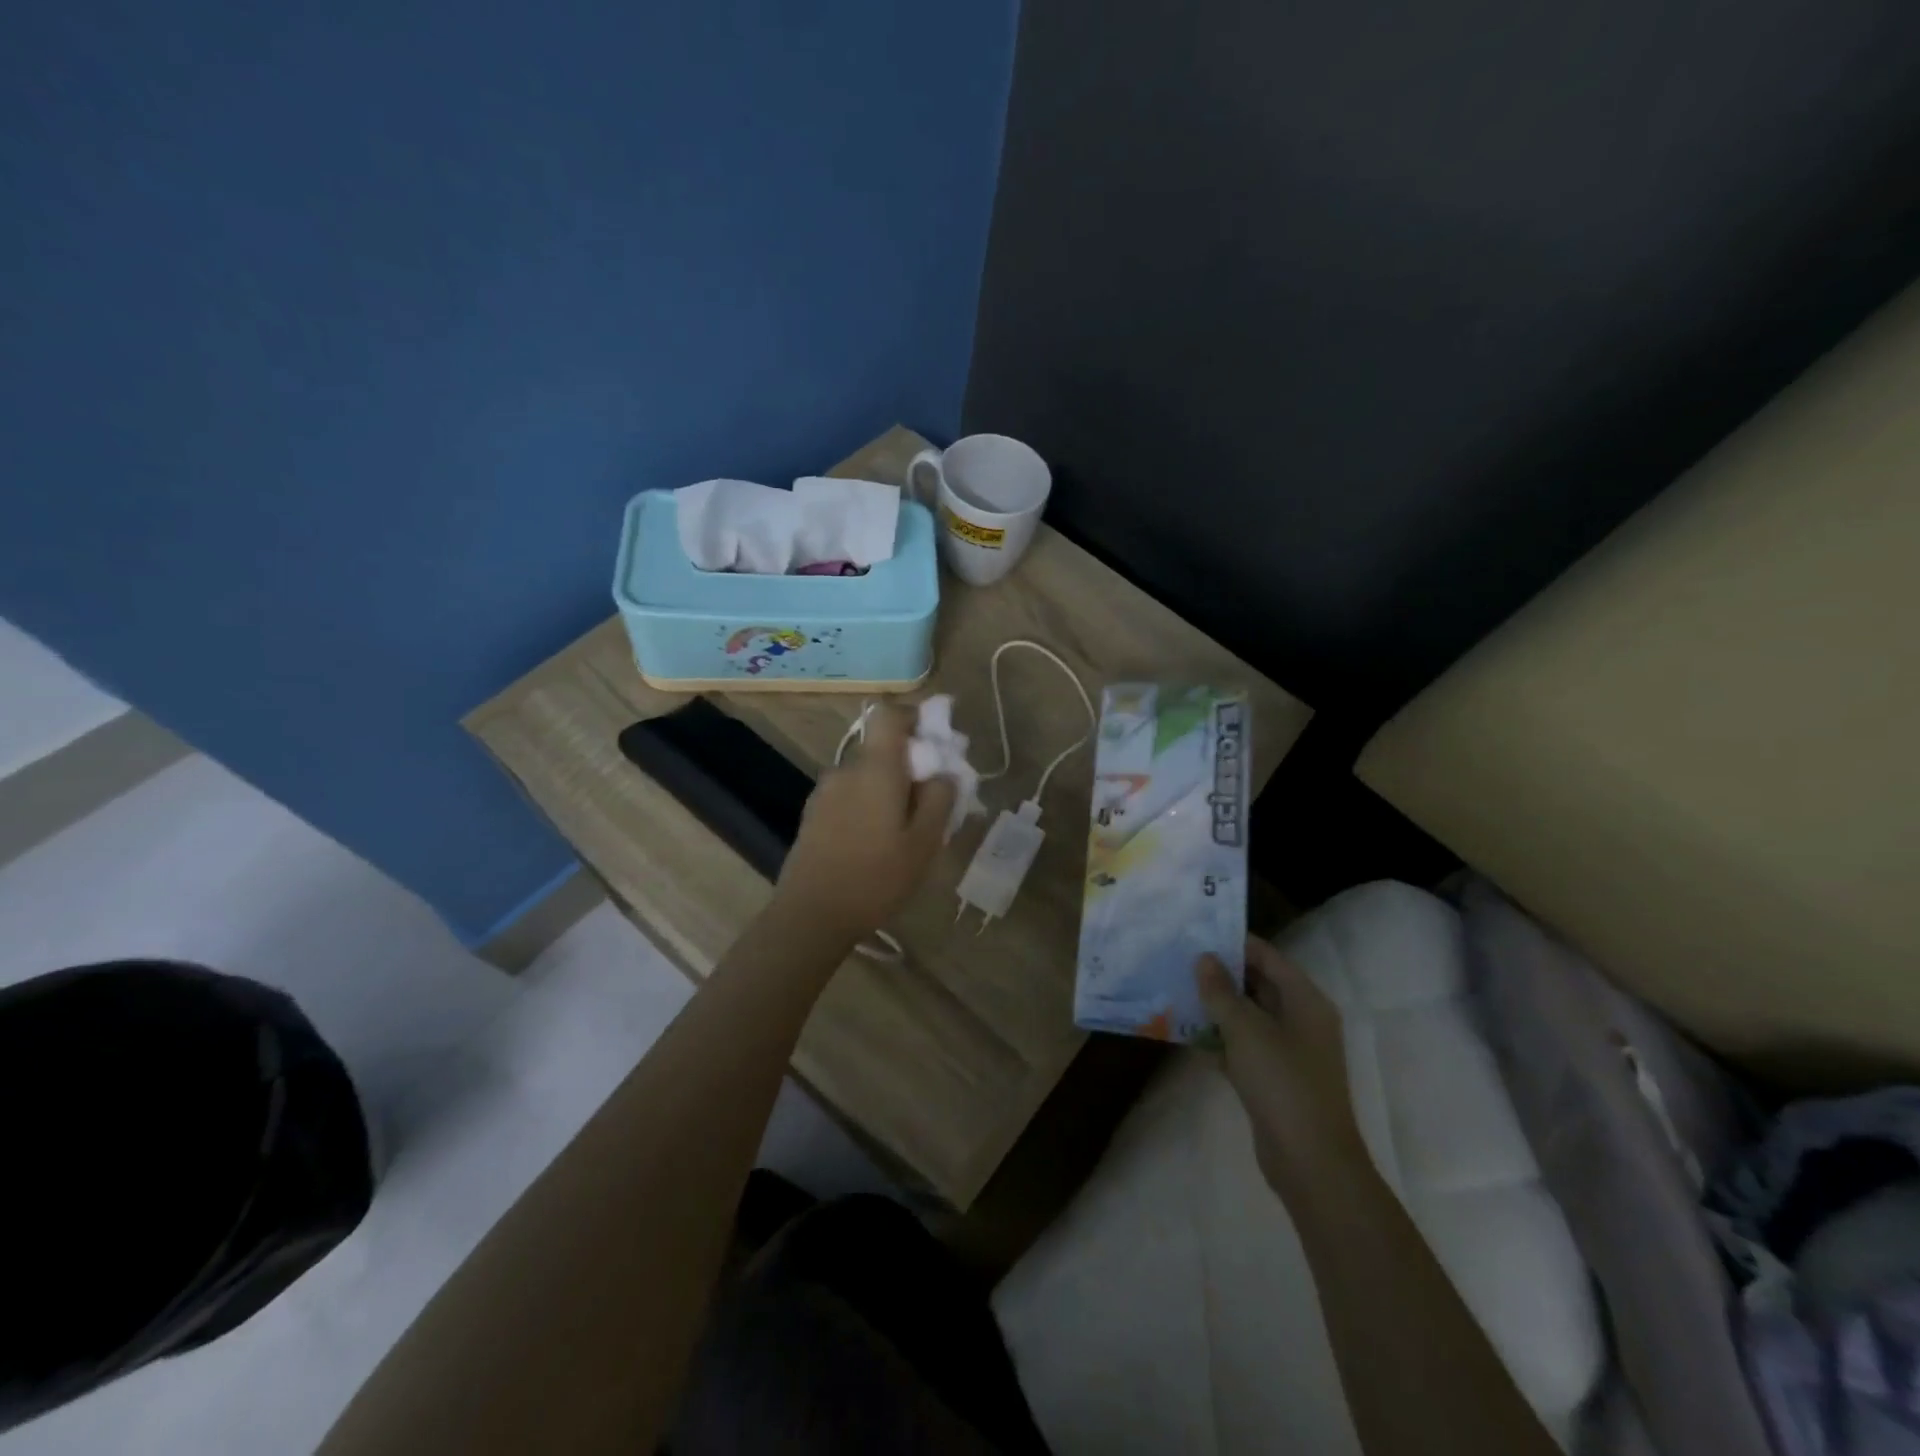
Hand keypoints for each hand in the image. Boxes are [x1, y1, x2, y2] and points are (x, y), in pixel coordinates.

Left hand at [774, 705, 955, 940]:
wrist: (810, 915)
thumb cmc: (876, 877)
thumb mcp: (924, 842)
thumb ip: (939, 799)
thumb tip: (944, 773)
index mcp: (875, 768)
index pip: (889, 715)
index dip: (913, 718)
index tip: (935, 744)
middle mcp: (845, 770)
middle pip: (881, 749)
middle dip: (909, 766)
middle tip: (930, 802)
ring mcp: (824, 793)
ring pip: (866, 776)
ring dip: (888, 790)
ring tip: (904, 831)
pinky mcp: (813, 816)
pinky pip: (849, 796)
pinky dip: (867, 806)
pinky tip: (875, 844)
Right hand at [1196, 938, 1369, 1200]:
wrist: (1311, 1162)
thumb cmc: (1282, 1083)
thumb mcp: (1246, 1030)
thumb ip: (1221, 991)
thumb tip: (1204, 958)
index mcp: (1305, 1000)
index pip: (1268, 957)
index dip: (1234, 943)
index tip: (1196, 932)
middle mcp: (1301, 1020)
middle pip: (1258, 984)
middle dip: (1221, 973)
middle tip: (1179, 959)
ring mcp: (1289, 1051)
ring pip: (1248, 1016)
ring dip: (1216, 1006)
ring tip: (1176, 989)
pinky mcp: (1275, 1078)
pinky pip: (1244, 1046)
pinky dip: (1220, 1038)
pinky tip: (1187, 1033)